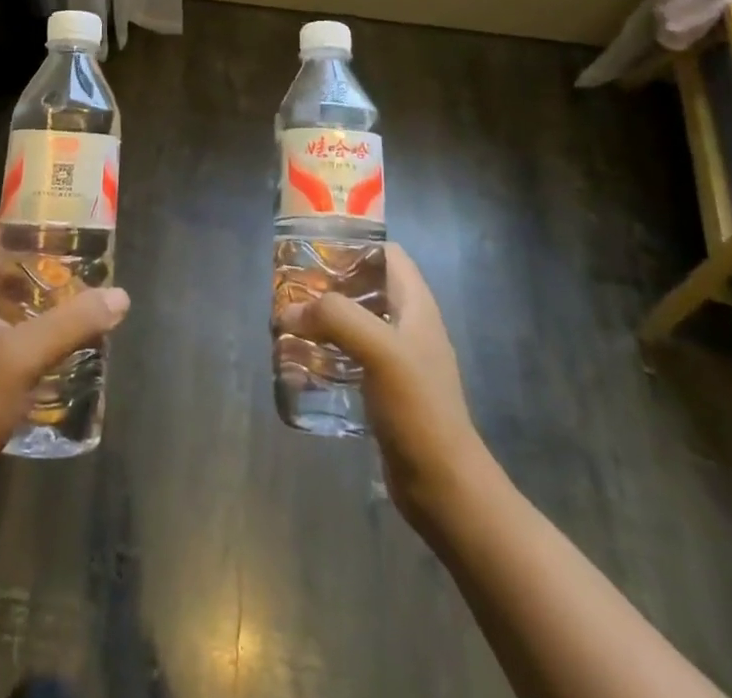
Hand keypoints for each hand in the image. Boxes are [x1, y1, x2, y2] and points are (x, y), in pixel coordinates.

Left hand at [0, 209, 129, 506]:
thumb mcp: (25, 358)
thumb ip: (73, 324)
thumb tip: (120, 296)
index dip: (23, 212)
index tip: (61, 218)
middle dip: (36, 255)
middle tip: (78, 262)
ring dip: (30, 291)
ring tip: (70, 299)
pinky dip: (19, 320)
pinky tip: (46, 342)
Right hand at [277, 243, 487, 529]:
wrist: (444, 487)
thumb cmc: (418, 408)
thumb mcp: (379, 350)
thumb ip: (336, 318)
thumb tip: (289, 310)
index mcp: (416, 305)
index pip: (388, 254)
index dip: (355, 244)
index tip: (315, 248)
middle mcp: (408, 325)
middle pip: (365, 286)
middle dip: (329, 283)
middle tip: (291, 288)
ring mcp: (398, 360)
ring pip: (355, 322)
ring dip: (323, 320)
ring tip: (287, 323)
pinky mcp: (385, 390)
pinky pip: (350, 357)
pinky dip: (326, 353)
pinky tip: (301, 364)